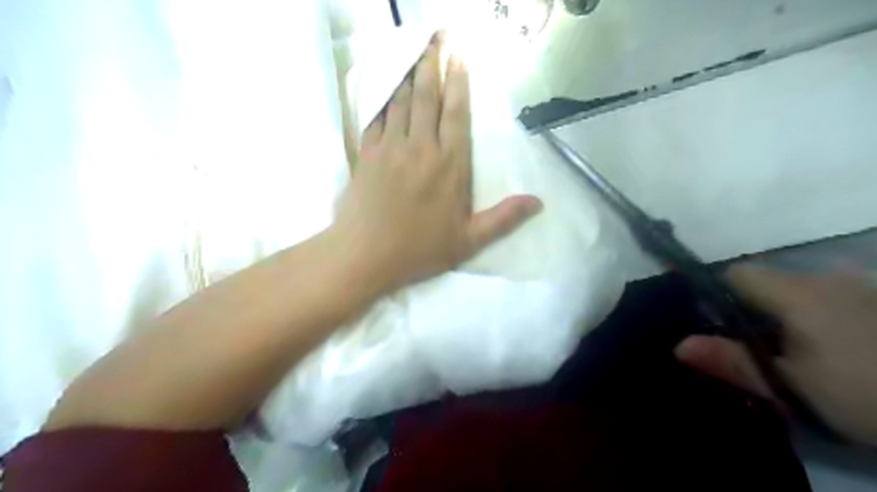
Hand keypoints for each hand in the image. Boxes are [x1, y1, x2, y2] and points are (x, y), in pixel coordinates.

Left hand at [333, 37, 541, 295]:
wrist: (366, 256)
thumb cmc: (420, 250)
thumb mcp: (469, 241)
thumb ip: (503, 218)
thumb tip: (538, 202)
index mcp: (449, 166)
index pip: (456, 114)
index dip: (459, 83)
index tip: (459, 57)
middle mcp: (421, 148)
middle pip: (426, 98)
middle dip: (432, 65)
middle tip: (436, 39)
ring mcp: (390, 148)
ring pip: (401, 102)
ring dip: (409, 76)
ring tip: (416, 56)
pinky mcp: (367, 155)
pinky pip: (377, 118)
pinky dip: (384, 101)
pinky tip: (387, 92)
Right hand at [676, 265, 876, 444]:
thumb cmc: (870, 393)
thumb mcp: (794, 387)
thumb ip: (733, 362)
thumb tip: (677, 345)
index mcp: (797, 293)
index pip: (737, 273)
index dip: (717, 291)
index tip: (713, 321)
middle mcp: (827, 277)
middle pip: (769, 282)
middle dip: (754, 309)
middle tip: (756, 347)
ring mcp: (862, 287)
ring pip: (803, 291)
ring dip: (789, 314)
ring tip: (797, 353)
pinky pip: (835, 298)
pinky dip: (821, 316)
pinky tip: (837, 348)